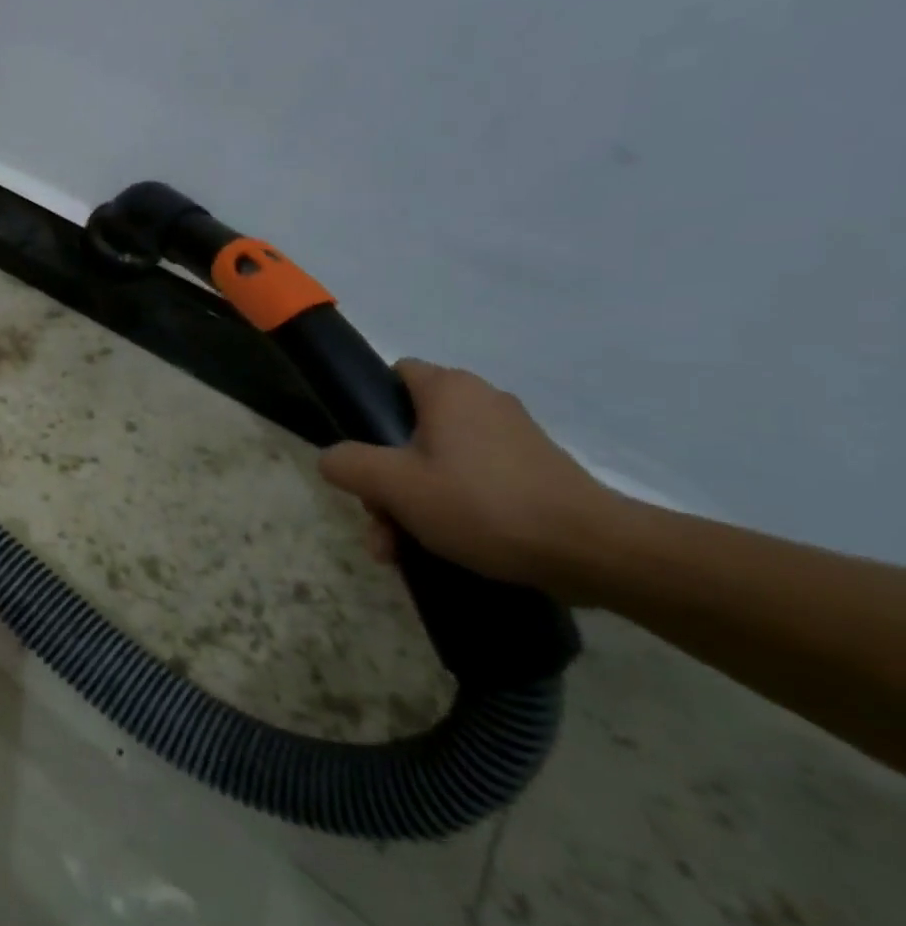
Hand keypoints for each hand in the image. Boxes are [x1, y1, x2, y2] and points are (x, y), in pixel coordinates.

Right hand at [318, 360, 607, 593]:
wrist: (591, 551)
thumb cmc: (481, 503)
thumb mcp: (393, 485)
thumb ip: (348, 464)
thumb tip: (333, 459)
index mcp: (449, 390)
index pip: (395, 375)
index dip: (369, 408)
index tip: (361, 451)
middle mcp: (482, 401)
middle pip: (409, 429)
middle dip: (385, 478)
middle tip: (379, 520)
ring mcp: (512, 438)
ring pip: (438, 462)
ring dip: (411, 502)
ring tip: (400, 550)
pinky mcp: (534, 471)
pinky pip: (473, 480)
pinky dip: (450, 508)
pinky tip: (440, 548)